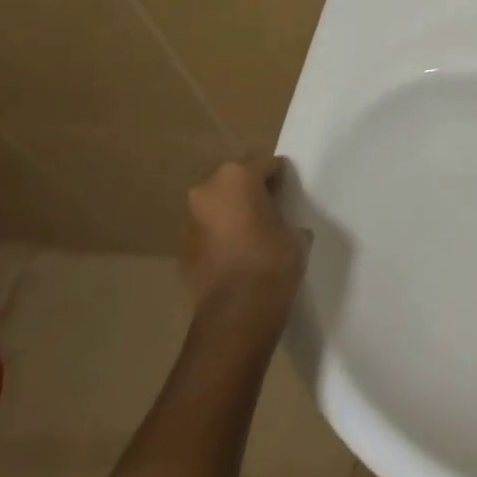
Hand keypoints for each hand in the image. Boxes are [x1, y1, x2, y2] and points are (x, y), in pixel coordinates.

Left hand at [181, 157, 308, 326]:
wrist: (238, 311)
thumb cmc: (273, 261)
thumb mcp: (296, 235)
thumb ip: (286, 220)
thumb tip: (281, 227)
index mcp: (237, 177)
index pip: (265, 165)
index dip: (280, 177)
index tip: (289, 190)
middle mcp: (207, 191)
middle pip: (234, 181)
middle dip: (250, 192)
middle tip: (270, 209)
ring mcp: (190, 220)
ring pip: (217, 207)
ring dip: (231, 214)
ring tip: (252, 233)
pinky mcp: (181, 248)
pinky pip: (207, 232)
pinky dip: (219, 237)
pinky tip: (237, 254)